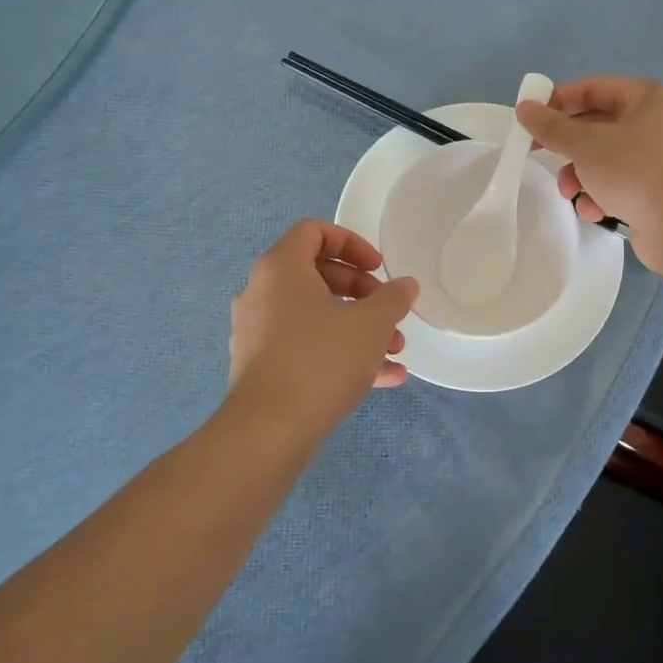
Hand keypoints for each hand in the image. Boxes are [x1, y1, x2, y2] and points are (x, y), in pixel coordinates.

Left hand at [227, 220, 418, 436]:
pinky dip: (341, 352)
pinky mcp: (262, 366)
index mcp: (281, 269)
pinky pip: (306, 346)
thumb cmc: (321, 360)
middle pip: (318, 274)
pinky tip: (385, 377)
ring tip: (395, 349)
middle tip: (388, 310)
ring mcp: (258, 332)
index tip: (378, 268)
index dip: (352, 243)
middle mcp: (262, 293)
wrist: (269, 431)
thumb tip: (404, 285)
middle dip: (362, 291)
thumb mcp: (371, 324)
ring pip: (315, 315)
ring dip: (358, 325)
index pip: (314, 231)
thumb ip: (393, 298)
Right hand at [515, 77, 662, 275]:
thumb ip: (552, 127)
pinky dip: (601, 195)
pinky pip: (619, 184)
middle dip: (568, 146)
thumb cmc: (636, 172)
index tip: (530, 120)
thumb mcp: (586, 145)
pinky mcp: (657, 191)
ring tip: (569, 192)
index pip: (594, 88)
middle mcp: (657, 123)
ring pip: (605, 158)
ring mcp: (659, 159)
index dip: (559, 101)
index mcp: (648, 99)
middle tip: (537, 154)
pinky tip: (594, 211)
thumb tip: (524, 108)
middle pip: (597, 126)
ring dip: (580, 175)